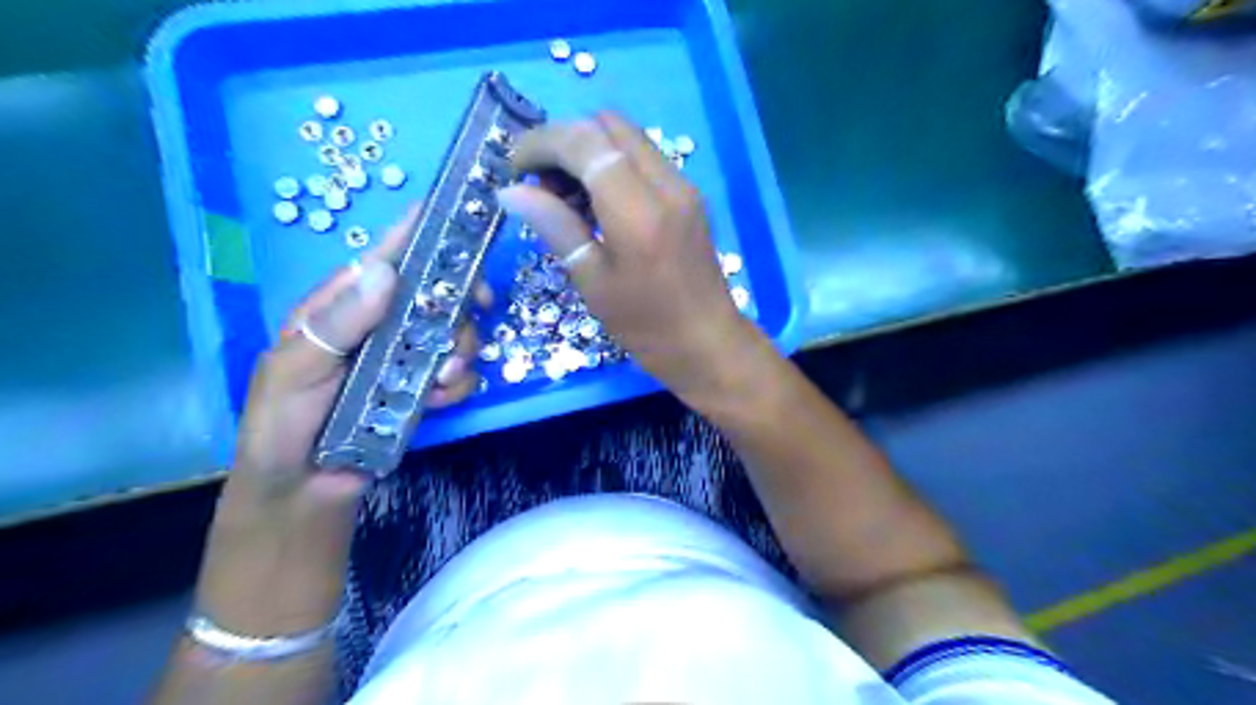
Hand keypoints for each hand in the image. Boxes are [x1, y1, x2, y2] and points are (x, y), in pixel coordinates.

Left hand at [203, 205, 482, 633]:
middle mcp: (380, 326)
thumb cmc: (282, 430)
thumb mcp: (292, 374)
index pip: (383, 257)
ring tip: (442, 382)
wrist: (304, 495)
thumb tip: (384, 272)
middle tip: (472, 313)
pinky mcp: (424, 390)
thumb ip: (333, 324)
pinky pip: (460, 374)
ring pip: (455, 333)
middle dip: (458, 302)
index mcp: (341, 308)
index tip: (460, 213)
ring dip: (460, 351)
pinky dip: (460, 384)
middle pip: (436, 293)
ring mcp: (405, 359)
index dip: (420, 232)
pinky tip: (441, 401)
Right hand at [496, 110, 759, 402]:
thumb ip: (555, 226)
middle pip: (608, 124)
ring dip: (589, 150)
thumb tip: (511, 191)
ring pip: (628, 137)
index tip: (515, 169)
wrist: (709, 345)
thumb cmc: (646, 326)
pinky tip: (598, 203)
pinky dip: (613, 164)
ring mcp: (683, 186)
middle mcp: (666, 184)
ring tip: (566, 197)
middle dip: (565, 140)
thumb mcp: (592, 281)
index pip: (585, 142)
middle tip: (542, 183)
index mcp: (638, 210)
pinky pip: (644, 158)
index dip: (542, 143)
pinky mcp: (689, 196)